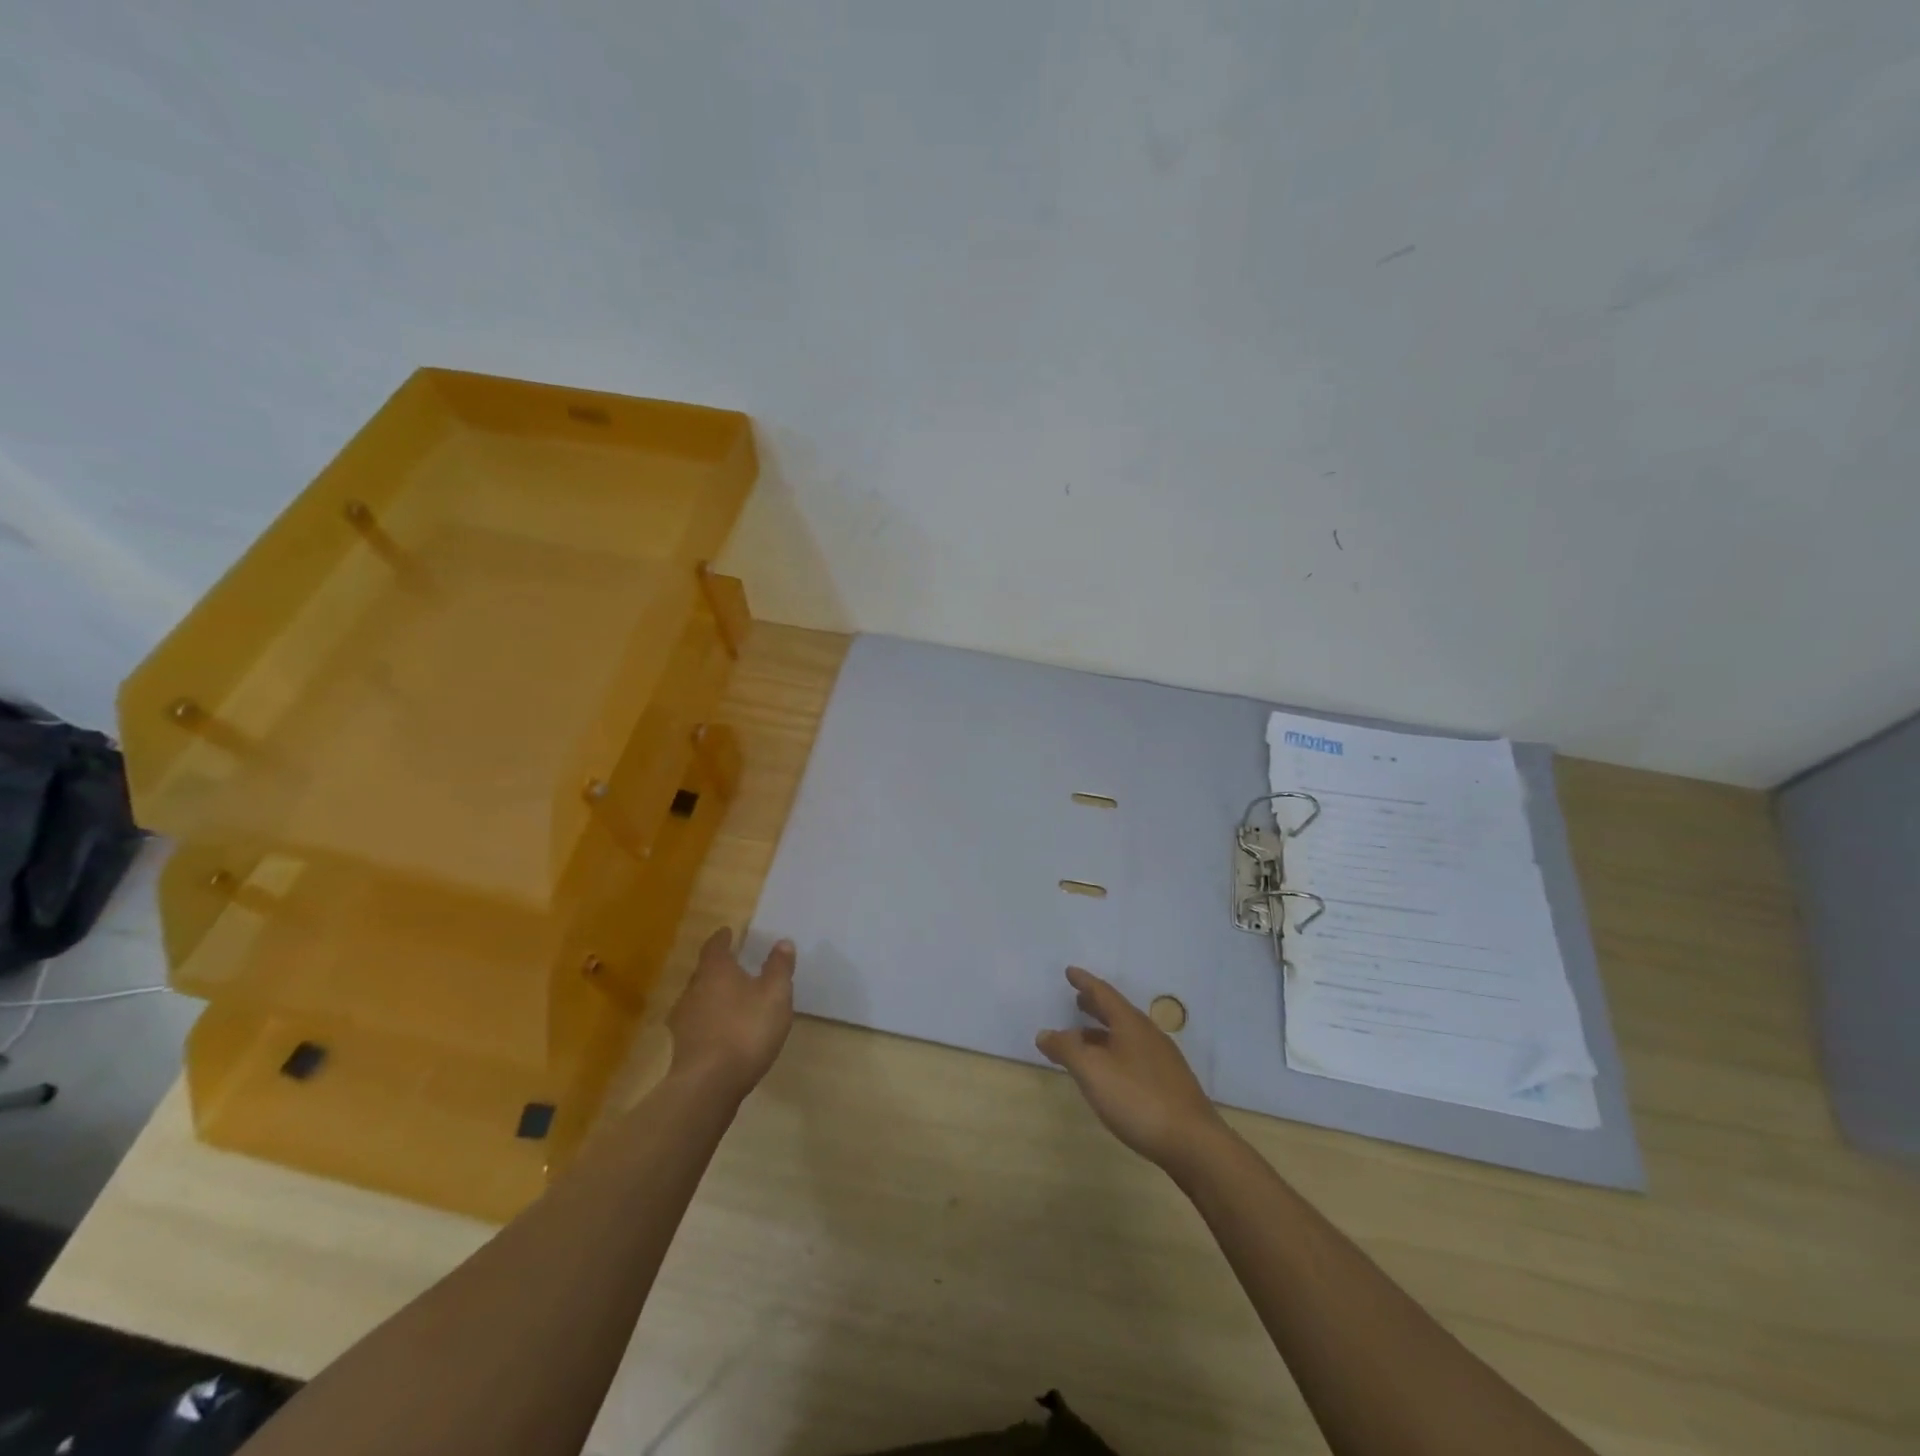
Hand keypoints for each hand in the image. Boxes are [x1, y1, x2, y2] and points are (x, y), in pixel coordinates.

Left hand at [667, 928, 795, 1100]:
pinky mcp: (682, 1047)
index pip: (715, 946)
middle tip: (737, 966)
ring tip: (733, 999)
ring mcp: (683, 1020)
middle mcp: (693, 989)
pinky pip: (698, 1023)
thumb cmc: (745, 1029)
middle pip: (704, 971)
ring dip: (714, 996)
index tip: (729, 932)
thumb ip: (779, 967)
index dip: (723, 938)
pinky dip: (710, 1021)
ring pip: (699, 998)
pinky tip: (724, 1031)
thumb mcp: (775, 995)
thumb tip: (782, 942)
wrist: (708, 1084)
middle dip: (719, 968)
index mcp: (715, 970)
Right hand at [1036, 966, 1224, 1168]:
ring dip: (1103, 1032)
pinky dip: (1115, 1051)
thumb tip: (1045, 1033)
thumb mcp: (1093, 1072)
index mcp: (1130, 1024)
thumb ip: (1067, 1049)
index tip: (1070, 972)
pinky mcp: (1169, 1082)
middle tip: (1077, 999)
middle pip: (1117, 1012)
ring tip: (1084, 1037)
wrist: (1193, 1143)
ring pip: (1126, 1035)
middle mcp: (1148, 1034)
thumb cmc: (1138, 1099)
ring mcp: (1162, 1059)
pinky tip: (1110, 1070)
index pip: (1103, 994)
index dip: (1085, 982)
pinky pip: (1134, 1054)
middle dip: (1095, 1005)